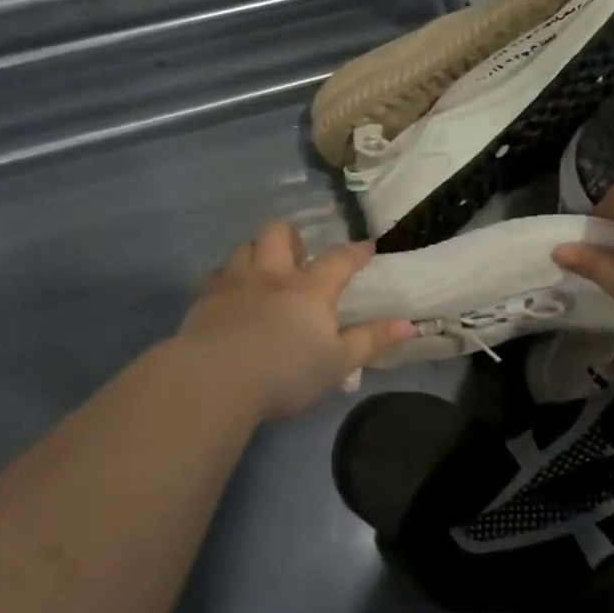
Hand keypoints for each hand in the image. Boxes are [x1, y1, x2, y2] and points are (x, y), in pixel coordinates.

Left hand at [176, 221, 414, 420]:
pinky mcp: (204, 297)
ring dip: (256, 252)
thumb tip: (409, 324)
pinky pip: (215, 274)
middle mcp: (272, 275)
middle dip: (292, 237)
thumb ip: (372, 341)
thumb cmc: (285, 374)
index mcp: (309, 290)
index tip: (366, 246)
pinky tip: (229, 296)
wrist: (216, 379)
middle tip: (298, 258)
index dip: (355, 251)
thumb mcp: (338, 364)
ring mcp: (234, 282)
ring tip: (262, 273)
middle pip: (280, 233)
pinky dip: (225, 278)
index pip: (339, 259)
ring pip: (245, 246)